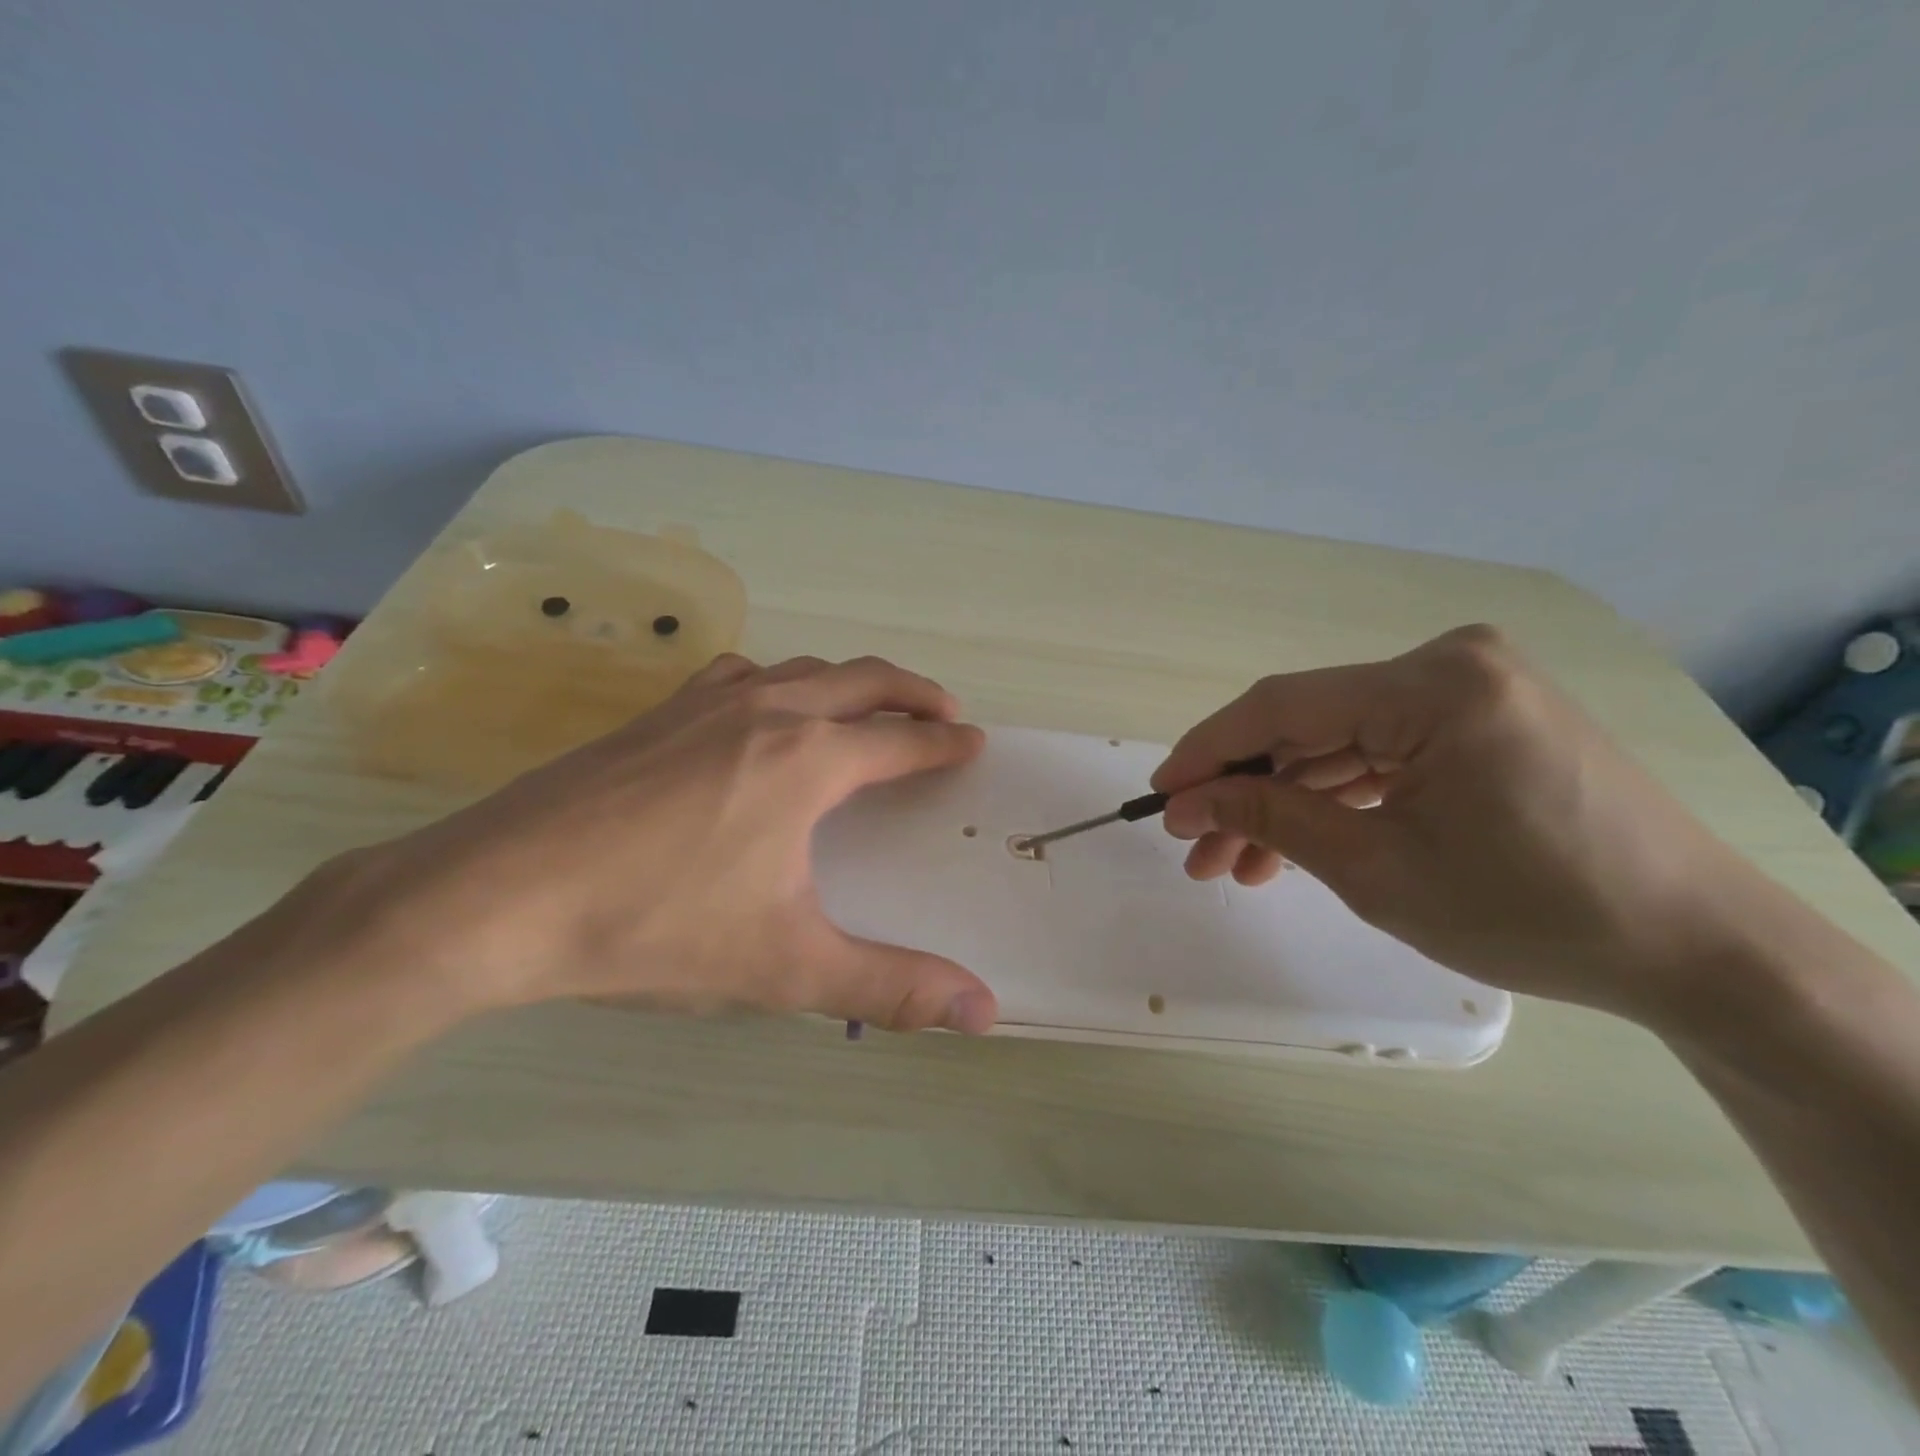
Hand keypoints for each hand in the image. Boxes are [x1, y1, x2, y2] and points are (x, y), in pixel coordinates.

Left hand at [309, 654, 998, 1033]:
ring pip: (801, 669)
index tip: (974, 743)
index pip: (901, 740)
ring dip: (849, 681)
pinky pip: (741, 674)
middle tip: (945, 710)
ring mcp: (706, 703)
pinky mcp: (657, 713)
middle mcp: (767, 711)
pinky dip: (778, 679)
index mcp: (808, 760)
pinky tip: (761, 708)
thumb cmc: (654, 927)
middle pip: (862, 681)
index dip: (944, 743)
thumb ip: (891, 986)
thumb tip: (983, 1011)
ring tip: (868, 706)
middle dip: (913, 692)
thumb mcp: (785, 967)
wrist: (497, 896)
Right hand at [1152, 626, 1777, 1030]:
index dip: (1207, 752)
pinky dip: (1335, 798)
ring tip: (1235, 865)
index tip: (1159, 797)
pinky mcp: (1481, 719)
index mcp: (1433, 687)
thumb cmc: (1533, 912)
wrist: (1696, 949)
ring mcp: (1470, 688)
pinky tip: (1294, 845)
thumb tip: (1190, 801)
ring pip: (1338, 745)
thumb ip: (1272, 818)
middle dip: (1245, 792)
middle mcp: (1449, 664)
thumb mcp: (1376, 870)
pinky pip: (1382, 753)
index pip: (1281, 706)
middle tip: (1194, 850)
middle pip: (1308, 726)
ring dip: (1285, 802)